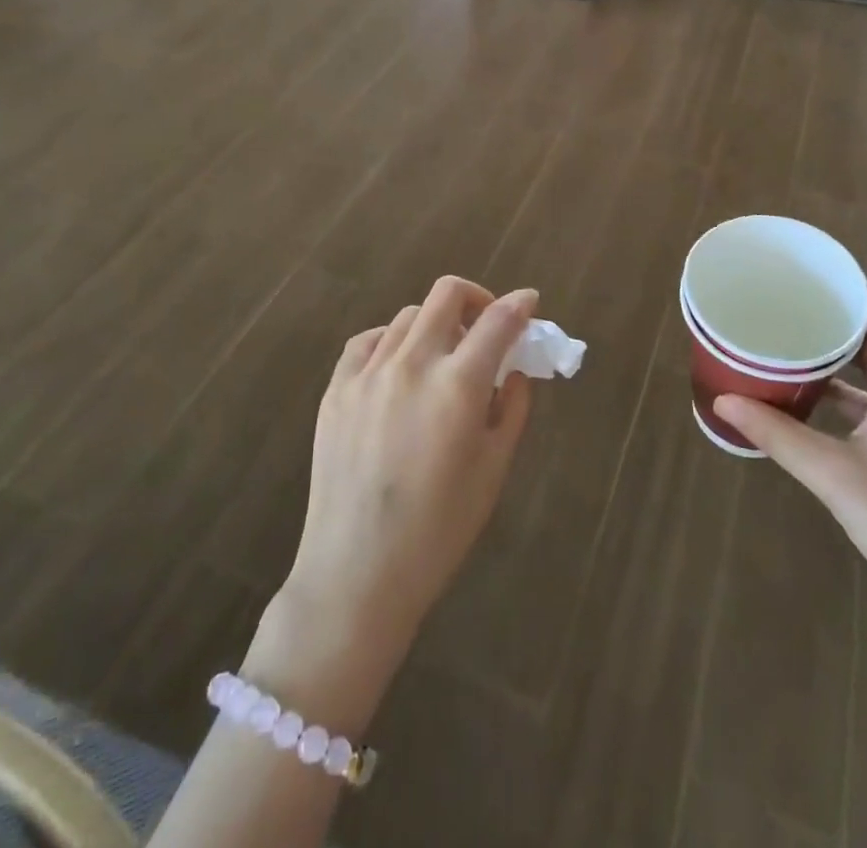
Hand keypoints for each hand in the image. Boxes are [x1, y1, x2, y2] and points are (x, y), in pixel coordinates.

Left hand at [276, 277, 536, 661]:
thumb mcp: (494, 469)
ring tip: (443, 357)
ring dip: (436, 324)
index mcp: (458, 385)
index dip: (521, 305)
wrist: (357, 573)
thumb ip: (513, 408)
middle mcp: (412, 364)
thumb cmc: (439, 529)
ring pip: (409, 315)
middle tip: (487, 326)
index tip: (530, 303)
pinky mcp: (336, 389)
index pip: (498, 321)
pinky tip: (399, 367)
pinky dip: (392, 341)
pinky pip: (368, 341)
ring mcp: (368, 373)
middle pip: (447, 294)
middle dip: (477, 298)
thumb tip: (514, 370)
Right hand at [714, 292, 866, 647]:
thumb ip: (778, 435)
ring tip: (787, 348)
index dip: (844, 287)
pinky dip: (846, 394)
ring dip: (836, 358)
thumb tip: (723, 401)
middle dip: (830, 320)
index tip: (799, 277)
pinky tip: (811, 406)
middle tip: (781, 309)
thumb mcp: (835, 476)